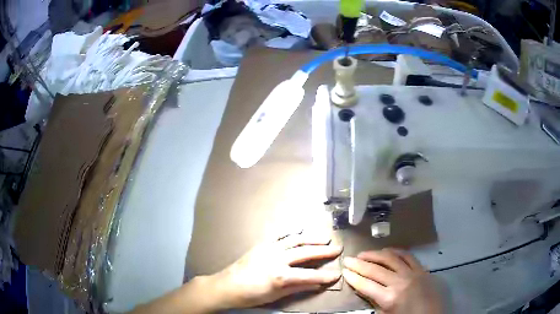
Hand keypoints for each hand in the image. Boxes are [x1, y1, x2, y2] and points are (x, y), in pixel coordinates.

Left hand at [209, 232, 342, 308]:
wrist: (227, 286)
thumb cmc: (252, 295)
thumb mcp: (276, 296)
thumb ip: (298, 288)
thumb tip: (317, 284)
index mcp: (280, 275)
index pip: (309, 275)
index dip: (325, 276)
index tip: (338, 274)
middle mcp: (277, 258)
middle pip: (306, 252)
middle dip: (324, 251)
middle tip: (338, 248)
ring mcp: (269, 248)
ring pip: (295, 240)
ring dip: (312, 238)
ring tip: (325, 237)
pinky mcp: (262, 244)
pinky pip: (280, 236)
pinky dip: (293, 233)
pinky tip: (301, 231)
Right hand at [343, 248, 441, 313]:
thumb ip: (374, 301)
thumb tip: (364, 288)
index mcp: (389, 298)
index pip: (366, 284)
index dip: (353, 277)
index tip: (344, 271)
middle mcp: (400, 282)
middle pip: (375, 270)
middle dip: (359, 264)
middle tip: (347, 259)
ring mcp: (412, 273)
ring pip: (390, 259)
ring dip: (375, 254)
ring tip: (363, 253)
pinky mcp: (421, 269)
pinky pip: (407, 256)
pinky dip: (396, 251)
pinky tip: (387, 250)